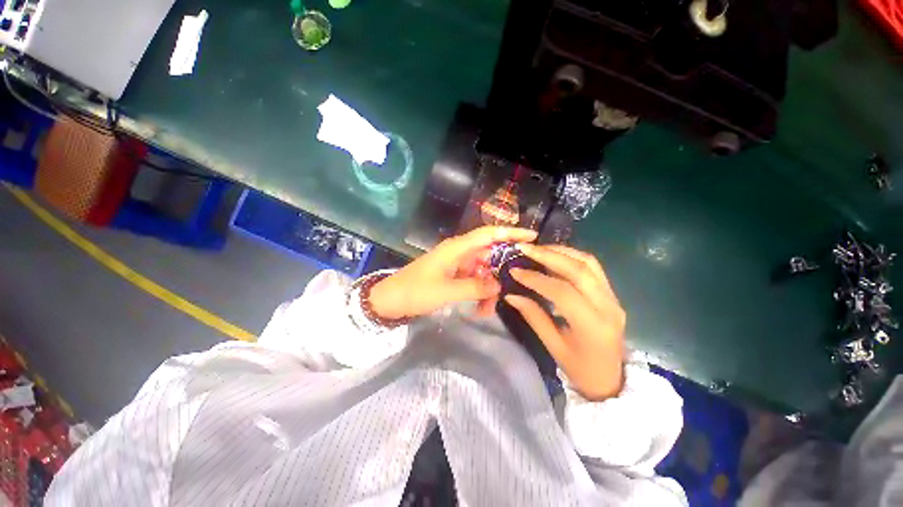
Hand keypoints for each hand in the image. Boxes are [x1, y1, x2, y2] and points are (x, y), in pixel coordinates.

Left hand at [370, 226, 537, 319]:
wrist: (390, 300)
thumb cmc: (415, 291)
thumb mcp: (446, 291)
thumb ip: (475, 288)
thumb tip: (498, 286)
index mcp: (457, 248)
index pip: (489, 235)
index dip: (511, 234)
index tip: (532, 238)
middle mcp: (459, 253)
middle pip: (489, 256)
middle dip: (500, 273)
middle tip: (512, 288)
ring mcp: (456, 265)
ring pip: (482, 272)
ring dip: (488, 289)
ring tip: (487, 310)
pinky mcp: (452, 276)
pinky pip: (472, 281)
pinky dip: (478, 294)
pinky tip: (478, 309)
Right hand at [504, 244, 625, 400]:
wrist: (612, 380)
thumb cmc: (580, 369)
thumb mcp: (553, 346)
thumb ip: (533, 316)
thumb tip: (511, 294)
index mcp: (592, 325)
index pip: (562, 292)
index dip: (536, 279)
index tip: (514, 270)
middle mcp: (608, 306)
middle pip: (579, 269)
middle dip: (548, 255)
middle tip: (524, 249)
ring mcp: (613, 297)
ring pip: (588, 263)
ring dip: (561, 251)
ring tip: (538, 249)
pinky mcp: (612, 294)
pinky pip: (593, 267)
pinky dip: (572, 257)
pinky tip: (555, 256)